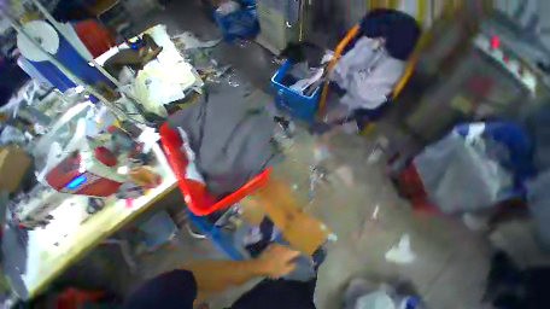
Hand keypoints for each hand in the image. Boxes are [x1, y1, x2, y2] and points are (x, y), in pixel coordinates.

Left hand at [255, 245, 299, 277]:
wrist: (260, 264)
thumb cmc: (274, 269)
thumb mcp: (284, 271)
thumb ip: (292, 266)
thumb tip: (296, 262)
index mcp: (288, 252)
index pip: (297, 250)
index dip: (299, 252)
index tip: (301, 254)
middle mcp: (284, 246)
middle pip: (291, 246)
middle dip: (293, 248)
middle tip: (295, 252)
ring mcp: (278, 244)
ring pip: (285, 244)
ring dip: (287, 246)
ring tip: (288, 250)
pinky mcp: (273, 244)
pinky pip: (279, 244)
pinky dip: (281, 246)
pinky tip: (280, 250)